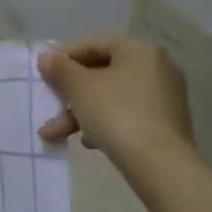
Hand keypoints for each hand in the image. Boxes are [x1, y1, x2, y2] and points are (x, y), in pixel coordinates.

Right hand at [37, 36, 195, 170]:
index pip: (94, 45)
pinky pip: (127, 115)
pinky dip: (105, 124)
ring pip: (111, 98)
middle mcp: (157, 69)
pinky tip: (88, 142)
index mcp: (139, 51)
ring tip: (56, 135)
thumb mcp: (78, 86)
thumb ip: (59, 68)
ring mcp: (164, 99)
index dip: (65, 58)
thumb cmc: (116, 113)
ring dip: (81, 114)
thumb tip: (46, 57)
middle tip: (49, 106)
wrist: (161, 165)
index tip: (45, 74)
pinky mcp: (166, 125)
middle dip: (70, 94)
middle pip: (102, 75)